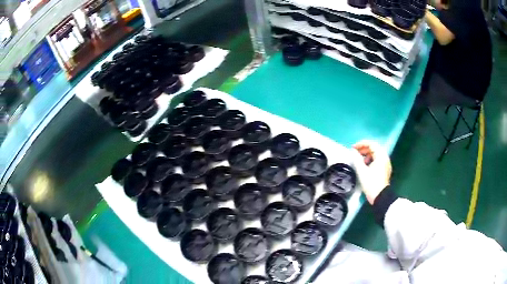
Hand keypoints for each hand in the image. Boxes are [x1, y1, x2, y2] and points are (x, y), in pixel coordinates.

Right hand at [352, 140, 391, 204]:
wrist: (380, 197)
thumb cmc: (371, 183)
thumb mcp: (362, 171)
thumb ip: (357, 159)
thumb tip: (353, 152)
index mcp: (381, 156)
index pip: (372, 144)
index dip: (361, 144)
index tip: (353, 148)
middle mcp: (385, 158)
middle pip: (374, 148)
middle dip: (364, 149)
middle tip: (355, 153)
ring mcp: (386, 164)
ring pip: (376, 155)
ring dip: (367, 155)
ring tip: (360, 161)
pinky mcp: (384, 170)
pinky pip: (377, 160)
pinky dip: (370, 160)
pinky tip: (365, 167)